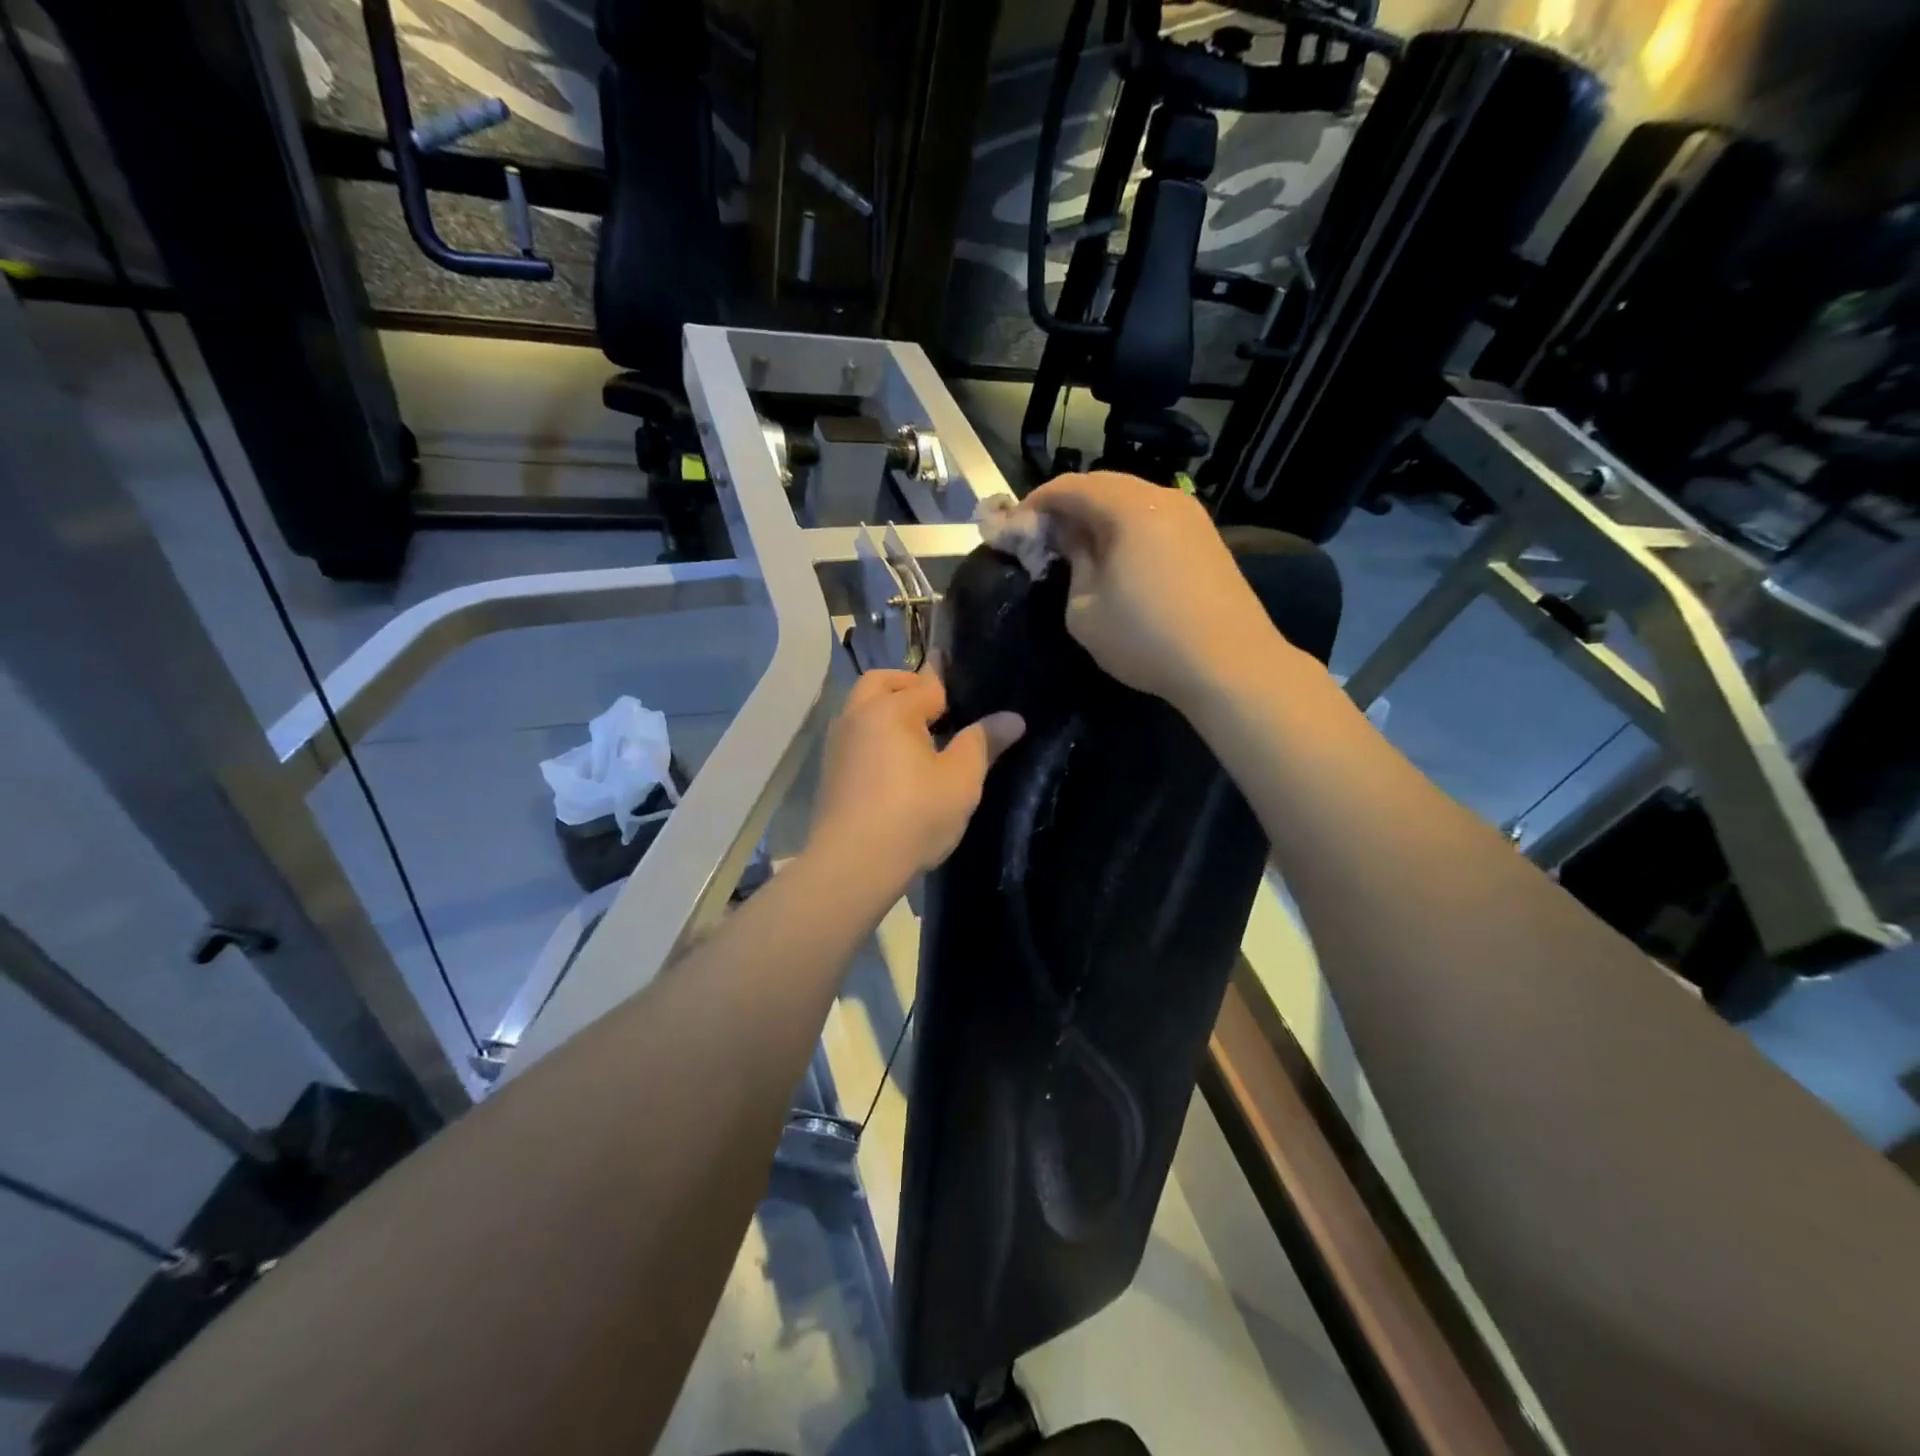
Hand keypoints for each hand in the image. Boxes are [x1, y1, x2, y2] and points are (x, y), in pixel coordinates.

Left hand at [807, 659, 1024, 883]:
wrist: (851, 866)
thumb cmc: (913, 817)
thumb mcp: (960, 781)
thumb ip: (983, 743)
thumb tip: (1013, 718)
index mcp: (891, 709)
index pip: (926, 683)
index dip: (949, 682)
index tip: (965, 680)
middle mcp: (857, 716)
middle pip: (881, 683)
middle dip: (908, 686)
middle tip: (937, 708)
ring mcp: (837, 743)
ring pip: (862, 708)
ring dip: (886, 709)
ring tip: (918, 737)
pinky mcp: (829, 771)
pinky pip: (854, 736)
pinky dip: (873, 734)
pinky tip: (894, 764)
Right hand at [1026, 471, 1279, 709]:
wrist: (1229, 664)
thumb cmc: (1145, 638)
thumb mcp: (1084, 609)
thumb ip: (1072, 564)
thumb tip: (1071, 540)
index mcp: (1128, 507)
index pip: (1070, 486)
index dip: (1035, 504)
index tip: (1014, 529)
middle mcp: (1162, 498)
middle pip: (1103, 486)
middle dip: (1067, 507)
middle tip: (1043, 538)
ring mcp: (1191, 516)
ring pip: (1132, 502)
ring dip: (1098, 518)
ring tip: (1077, 550)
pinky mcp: (1207, 539)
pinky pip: (1155, 520)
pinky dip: (1127, 530)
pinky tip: (1118, 560)